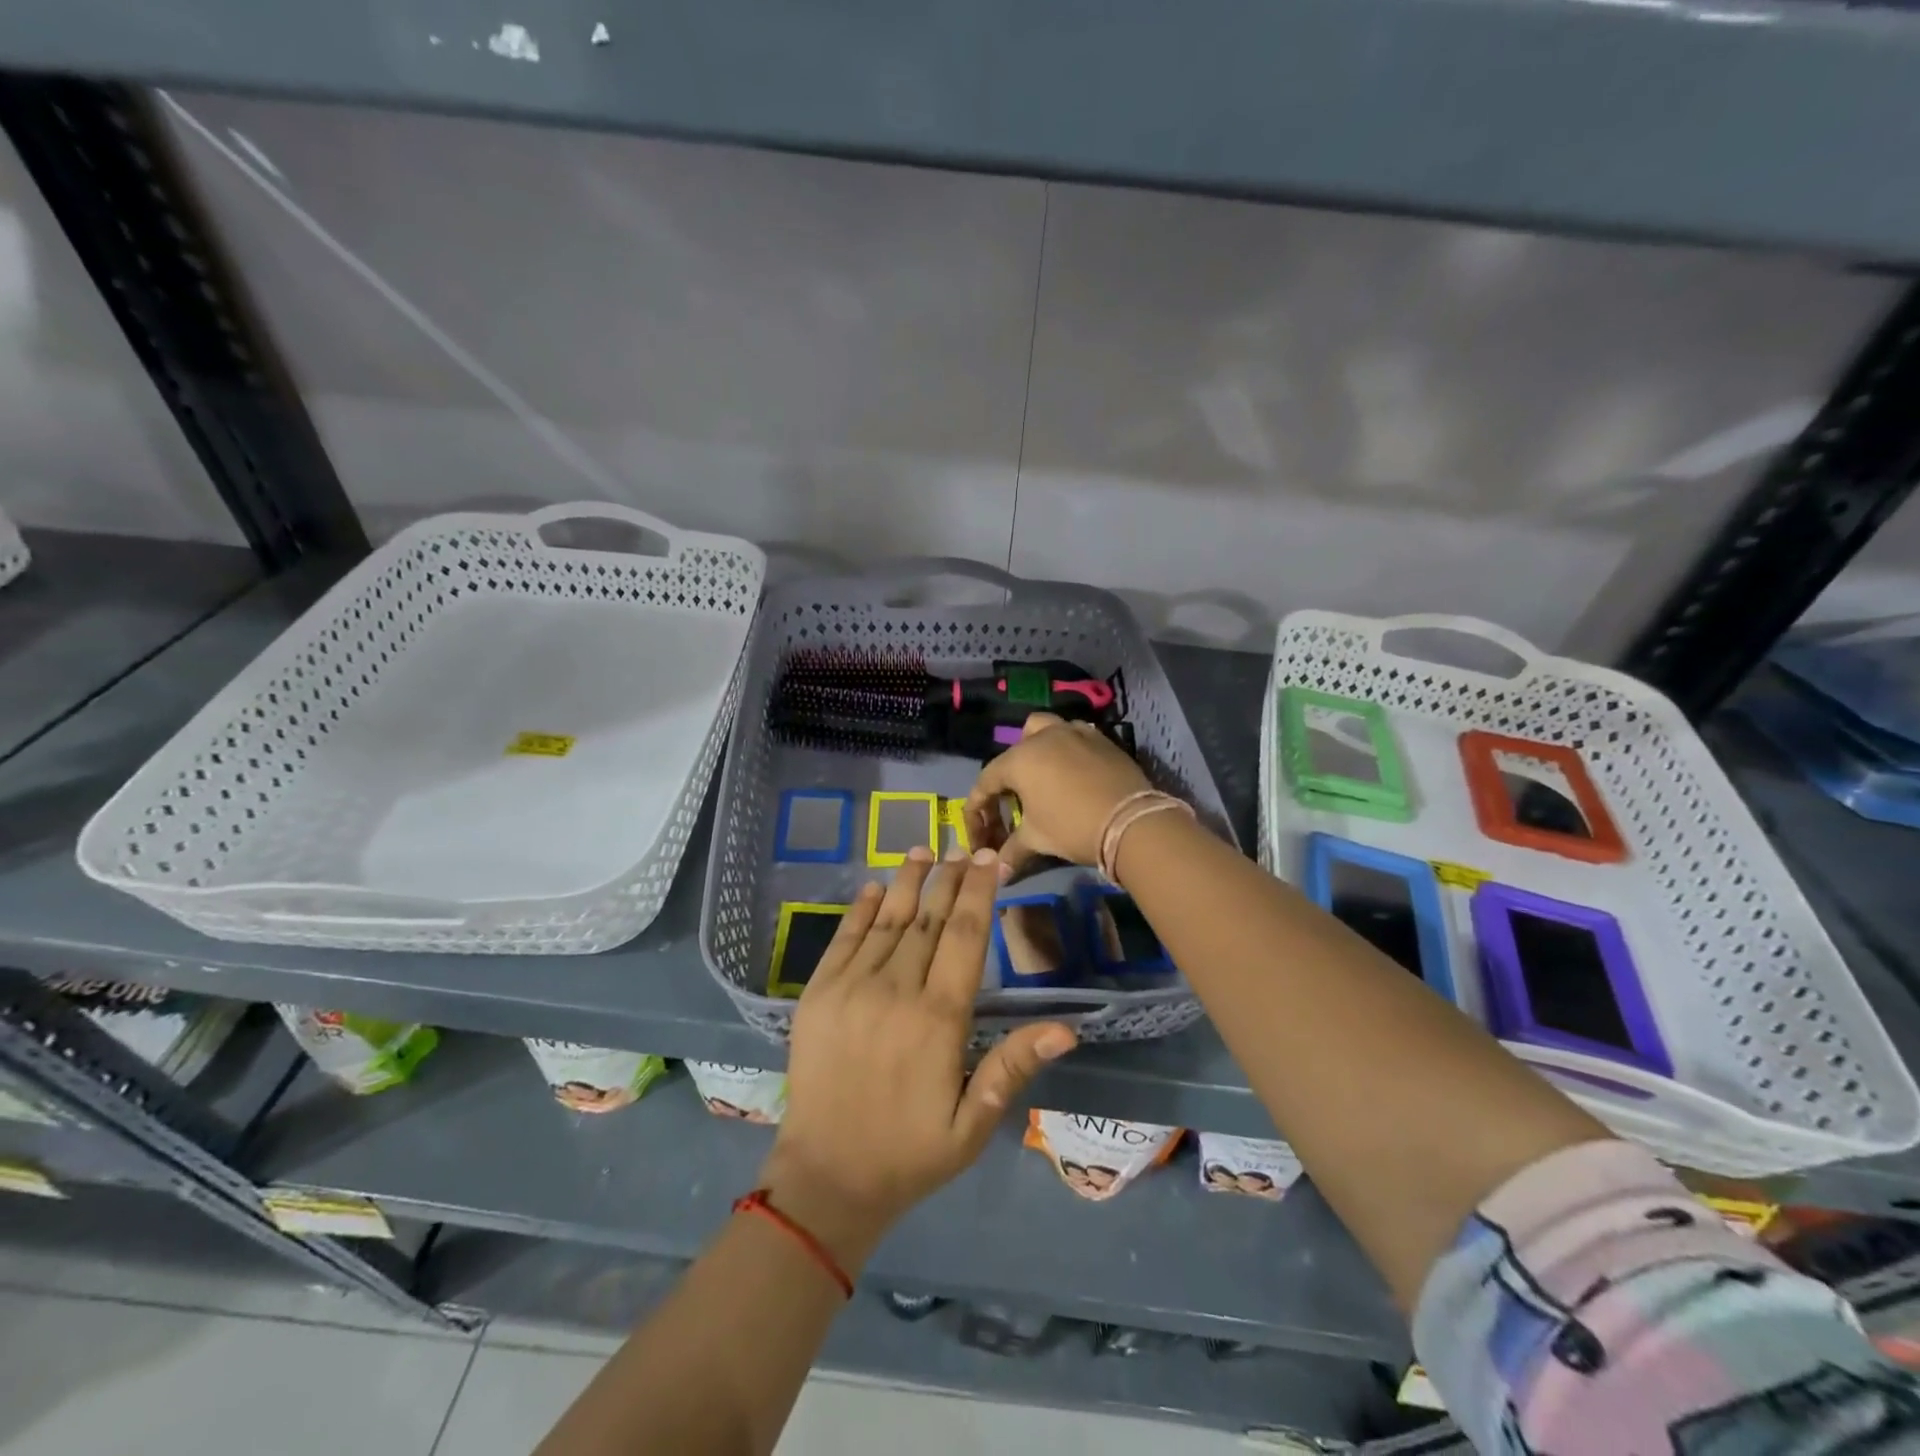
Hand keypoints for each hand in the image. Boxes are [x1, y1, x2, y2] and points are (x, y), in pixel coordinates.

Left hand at [759, 845, 1077, 1270]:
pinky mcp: (817, 994)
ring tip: (924, 849)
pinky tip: (875, 887)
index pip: (964, 937)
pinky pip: (844, 939)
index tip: (990, 860)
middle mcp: (895, 990)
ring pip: (887, 920)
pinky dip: (861, 909)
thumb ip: (1013, 1067)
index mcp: (938, 1019)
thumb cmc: (909, 1154)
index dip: (979, 893)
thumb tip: (1067, 1029)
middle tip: (965, 846)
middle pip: (928, 919)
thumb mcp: (973, 1123)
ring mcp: (851, 988)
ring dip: (907, 881)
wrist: (825, 1178)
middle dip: (950, 878)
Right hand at [962, 712, 1151, 867]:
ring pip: (1042, 730)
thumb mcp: (1037, 840)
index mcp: (1019, 760)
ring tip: (1041, 777)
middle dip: (1006, 780)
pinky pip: (1073, 735)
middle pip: (1012, 754)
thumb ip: (1012, 851)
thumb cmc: (1073, 827)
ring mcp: (1073, 732)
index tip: (980, 833)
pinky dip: (1065, 750)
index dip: (978, 810)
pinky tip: (1072, 772)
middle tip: (1012, 808)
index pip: (986, 782)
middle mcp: (1042, 737)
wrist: (1131, 821)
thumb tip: (998, 873)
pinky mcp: (1099, 738)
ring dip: (1034, 750)